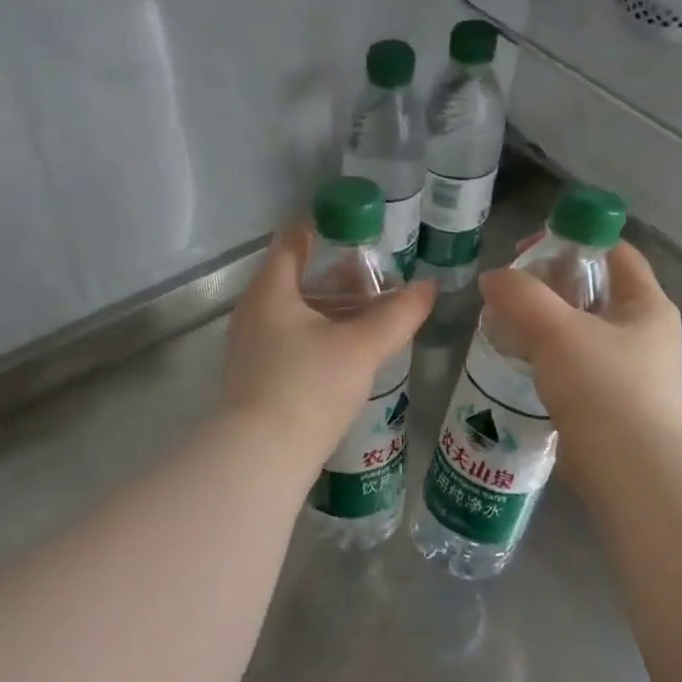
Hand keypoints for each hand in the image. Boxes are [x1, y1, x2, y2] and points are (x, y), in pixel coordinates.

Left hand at [222, 226, 435, 464]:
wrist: (262, 456)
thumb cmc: (308, 386)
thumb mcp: (361, 347)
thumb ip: (398, 315)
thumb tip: (430, 286)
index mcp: (271, 291)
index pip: (292, 242)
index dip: (321, 228)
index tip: (354, 225)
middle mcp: (253, 313)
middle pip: (296, 279)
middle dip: (337, 276)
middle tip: (377, 277)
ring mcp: (251, 348)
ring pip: (296, 314)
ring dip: (331, 310)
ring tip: (371, 315)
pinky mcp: (258, 378)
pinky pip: (292, 342)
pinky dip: (320, 336)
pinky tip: (348, 353)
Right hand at [477, 240, 681, 485]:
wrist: (630, 470)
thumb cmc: (603, 388)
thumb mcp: (558, 330)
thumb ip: (521, 296)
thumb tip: (492, 279)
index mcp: (646, 304)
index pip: (613, 251)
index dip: (572, 240)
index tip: (526, 252)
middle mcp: (641, 331)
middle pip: (591, 290)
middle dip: (547, 285)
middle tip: (507, 291)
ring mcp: (625, 369)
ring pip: (577, 329)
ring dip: (540, 323)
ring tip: (502, 325)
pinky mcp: (605, 400)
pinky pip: (570, 364)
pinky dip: (543, 356)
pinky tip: (514, 362)